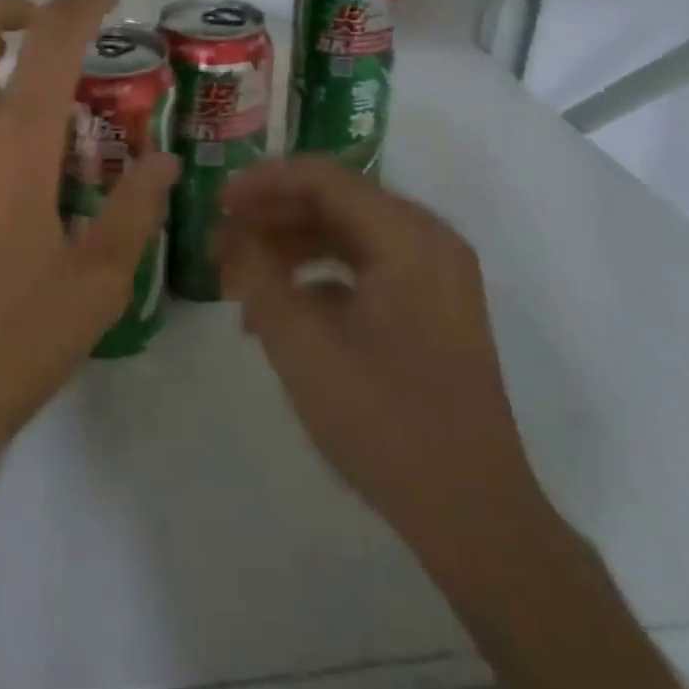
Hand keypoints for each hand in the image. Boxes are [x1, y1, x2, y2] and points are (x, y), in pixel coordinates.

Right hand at [218, 156, 544, 570]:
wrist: (471, 511)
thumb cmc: (383, 418)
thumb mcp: (300, 343)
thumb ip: (257, 275)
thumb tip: (230, 235)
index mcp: (406, 236)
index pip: (323, 177)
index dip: (263, 182)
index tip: (217, 201)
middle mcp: (427, 241)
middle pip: (336, 202)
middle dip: (272, 217)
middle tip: (221, 240)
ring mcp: (436, 277)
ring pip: (348, 236)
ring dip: (290, 248)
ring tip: (239, 277)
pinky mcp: (433, 310)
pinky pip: (366, 270)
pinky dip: (318, 278)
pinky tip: (278, 310)